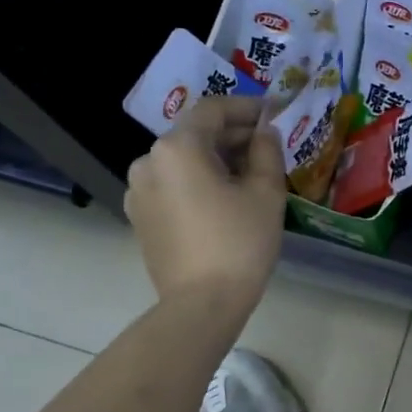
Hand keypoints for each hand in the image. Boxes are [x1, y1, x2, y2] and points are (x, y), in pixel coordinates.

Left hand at [124, 96, 287, 309]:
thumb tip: (264, 132)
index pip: (214, 110)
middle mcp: (148, 161)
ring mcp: (138, 191)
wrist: (202, 305)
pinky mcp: (140, 217)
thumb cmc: (239, 242)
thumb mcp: (266, 192)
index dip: (247, 107)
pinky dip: (198, 182)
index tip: (274, 114)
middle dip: (232, 136)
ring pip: (183, 161)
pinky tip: (224, 199)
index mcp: (177, 147)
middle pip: (195, 134)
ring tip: (249, 175)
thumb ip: (267, 151)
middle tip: (267, 146)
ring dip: (215, 160)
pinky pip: (172, 185)